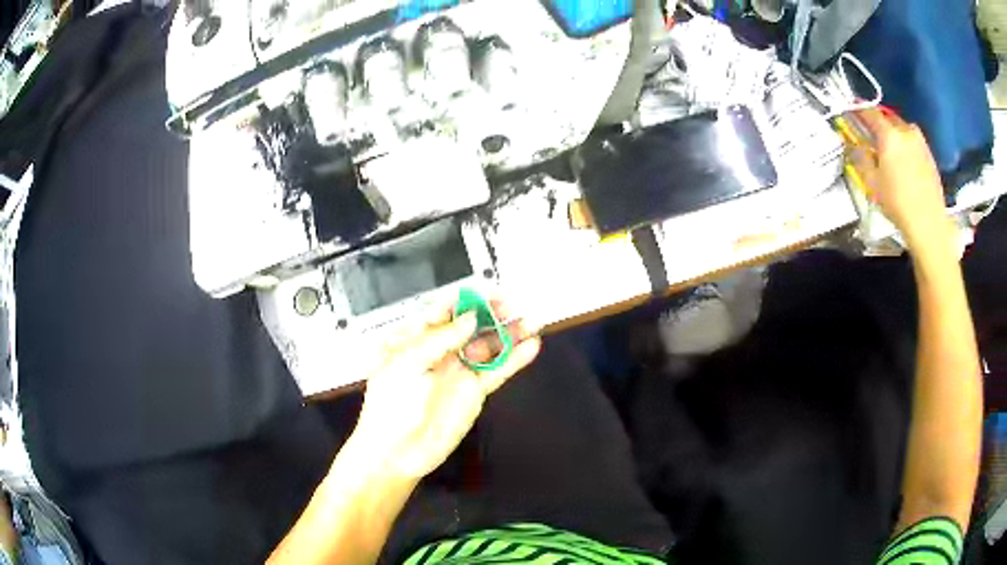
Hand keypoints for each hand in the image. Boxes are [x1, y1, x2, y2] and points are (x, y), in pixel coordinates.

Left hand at [349, 297, 541, 479]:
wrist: (397, 452)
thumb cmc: (392, 405)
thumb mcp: (407, 364)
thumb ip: (440, 339)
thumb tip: (469, 318)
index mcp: (416, 340)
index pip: (443, 312)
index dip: (465, 301)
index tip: (487, 292)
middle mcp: (440, 352)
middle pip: (470, 326)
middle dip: (492, 313)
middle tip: (513, 305)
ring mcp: (459, 372)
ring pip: (488, 346)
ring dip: (509, 333)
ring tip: (532, 321)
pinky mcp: (474, 392)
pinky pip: (497, 371)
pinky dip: (514, 359)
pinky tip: (531, 347)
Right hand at [849, 108, 950, 246]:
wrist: (928, 222)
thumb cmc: (898, 203)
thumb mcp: (872, 182)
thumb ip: (861, 158)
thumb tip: (854, 146)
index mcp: (889, 134)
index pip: (869, 112)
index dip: (858, 109)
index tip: (851, 110)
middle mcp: (905, 131)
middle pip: (887, 117)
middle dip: (878, 123)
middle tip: (871, 135)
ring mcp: (920, 142)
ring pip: (902, 129)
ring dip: (894, 134)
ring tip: (890, 150)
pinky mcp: (929, 155)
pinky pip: (913, 142)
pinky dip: (906, 146)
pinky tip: (904, 163)